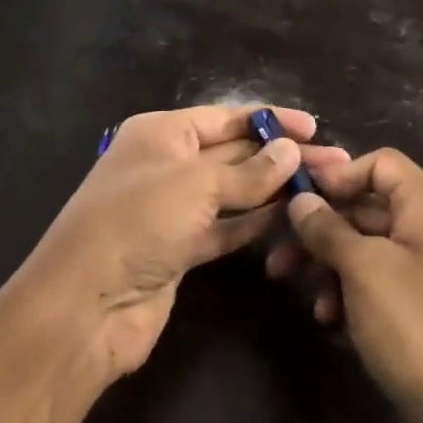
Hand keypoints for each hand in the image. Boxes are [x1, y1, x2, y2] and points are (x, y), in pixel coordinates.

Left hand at [21, 103, 348, 377]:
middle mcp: (167, 164)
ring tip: (323, 186)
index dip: (270, 120)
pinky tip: (290, 216)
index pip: (226, 117)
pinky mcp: (181, 249)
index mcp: (162, 133)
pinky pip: (226, 227)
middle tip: (336, 162)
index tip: (314, 127)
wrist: (86, 305)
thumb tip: (290, 150)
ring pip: (233, 192)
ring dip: (274, 189)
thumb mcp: (195, 185)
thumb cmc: (137, 222)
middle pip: (234, 153)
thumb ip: (248, 171)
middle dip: (281, 155)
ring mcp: (173, 209)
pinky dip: (255, 222)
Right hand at [277, 148, 422, 422]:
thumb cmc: (416, 329)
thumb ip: (327, 229)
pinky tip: (332, 323)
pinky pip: (381, 284)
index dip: (338, 175)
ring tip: (305, 298)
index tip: (298, 201)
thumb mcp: (363, 270)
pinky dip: (353, 295)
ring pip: (369, 250)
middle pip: (369, 208)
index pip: (380, 163)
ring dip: (332, 267)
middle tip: (278, 259)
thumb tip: (301, 200)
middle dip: (322, 230)